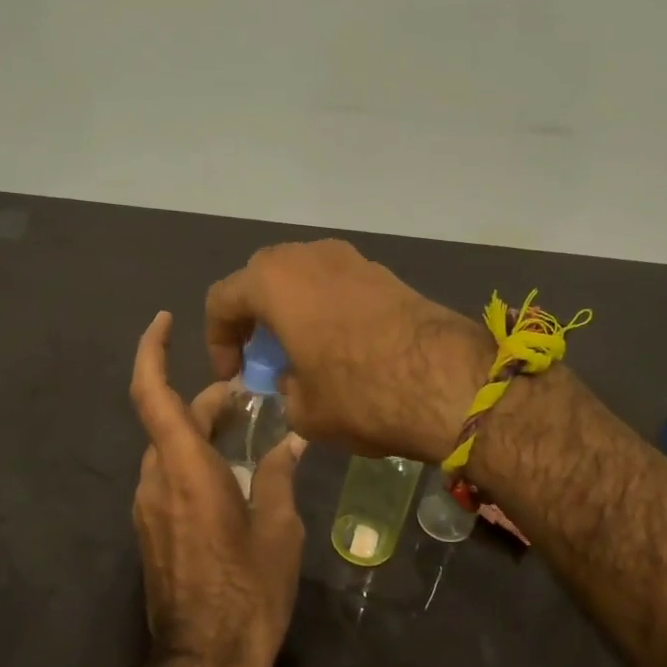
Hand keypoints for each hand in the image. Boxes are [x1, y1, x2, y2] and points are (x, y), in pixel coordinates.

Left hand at [130, 311, 306, 666]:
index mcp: (185, 471)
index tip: (163, 320)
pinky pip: (169, 477)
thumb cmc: (249, 593)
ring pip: (168, 449)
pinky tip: (233, 474)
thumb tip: (288, 442)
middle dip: (205, 400)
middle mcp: (156, 481)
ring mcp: (148, 508)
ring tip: (246, 431)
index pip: (153, 394)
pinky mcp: (151, 531)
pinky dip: (194, 460)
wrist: (204, 662)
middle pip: (170, 420)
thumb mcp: (278, 531)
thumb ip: (277, 477)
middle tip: (248, 395)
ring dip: (200, 431)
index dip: (152, 351)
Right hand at [205, 240, 490, 463]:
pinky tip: (341, 348)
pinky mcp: (385, 273)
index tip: (235, 376)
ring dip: (293, 311)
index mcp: (274, 281)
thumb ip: (285, 390)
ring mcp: (351, 259)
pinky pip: (338, 285)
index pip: (222, 299)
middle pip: (263, 279)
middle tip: (263, 358)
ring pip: (304, 278)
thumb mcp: (304, 410)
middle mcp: (308, 257)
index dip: (217, 340)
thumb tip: (295, 381)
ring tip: (303, 353)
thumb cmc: (359, 393)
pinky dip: (327, 310)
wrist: (448, 381)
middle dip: (254, 318)